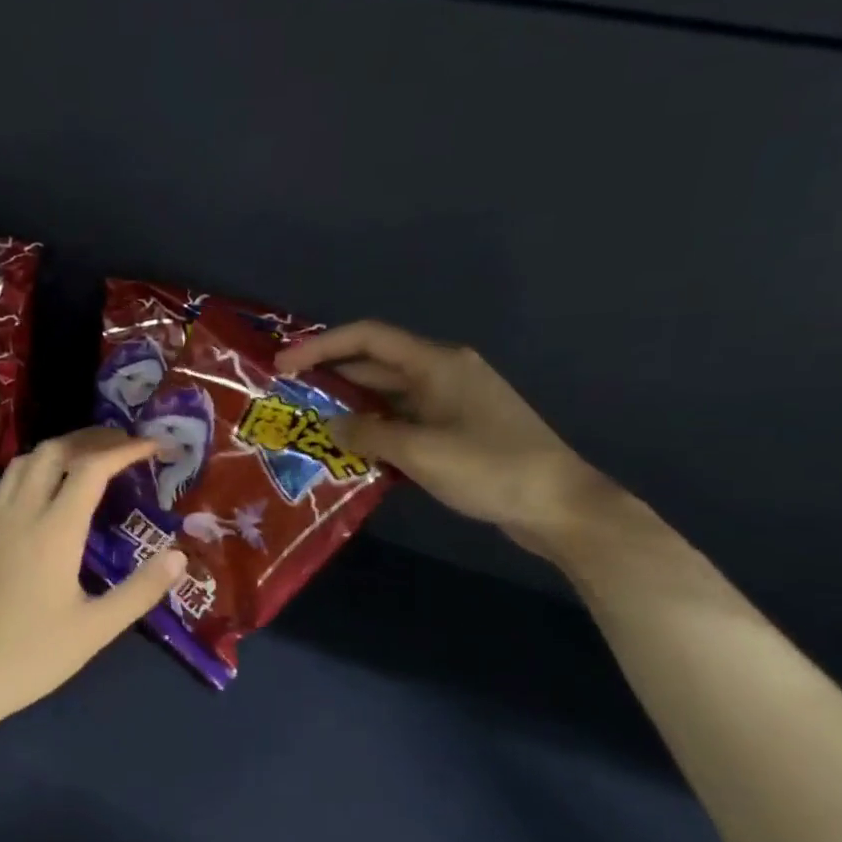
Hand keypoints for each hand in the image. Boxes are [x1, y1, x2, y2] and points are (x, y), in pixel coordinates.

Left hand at [0, 428, 187, 727]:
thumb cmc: (29, 658)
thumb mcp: (94, 630)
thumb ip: (139, 590)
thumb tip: (178, 556)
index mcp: (53, 531)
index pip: (92, 468)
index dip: (126, 449)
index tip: (154, 446)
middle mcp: (19, 513)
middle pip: (55, 451)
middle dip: (93, 439)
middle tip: (124, 445)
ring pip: (25, 462)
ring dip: (60, 450)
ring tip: (90, 460)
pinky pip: (7, 485)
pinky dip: (36, 471)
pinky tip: (48, 497)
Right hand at [276, 321, 615, 559]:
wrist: (558, 504)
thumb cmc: (490, 467)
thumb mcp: (419, 451)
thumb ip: (367, 434)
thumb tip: (329, 426)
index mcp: (436, 364)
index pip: (367, 338)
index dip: (321, 347)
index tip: (283, 366)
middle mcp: (443, 373)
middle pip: (375, 364)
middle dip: (331, 377)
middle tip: (289, 399)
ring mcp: (452, 402)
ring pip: (389, 395)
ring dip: (351, 407)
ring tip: (310, 426)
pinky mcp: (458, 430)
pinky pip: (405, 419)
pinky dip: (376, 429)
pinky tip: (353, 450)